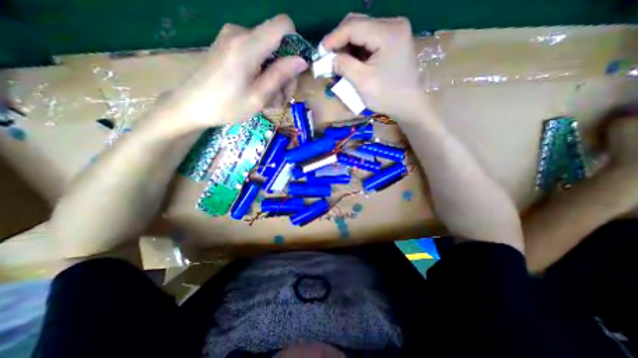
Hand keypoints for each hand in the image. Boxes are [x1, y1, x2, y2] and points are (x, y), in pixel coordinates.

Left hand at [161, 14, 307, 134]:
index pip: (283, 25)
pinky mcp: (228, 44)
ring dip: (274, 74)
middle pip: (277, 43)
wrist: (191, 105)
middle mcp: (239, 33)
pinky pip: (255, 53)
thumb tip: (302, 61)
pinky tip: (259, 89)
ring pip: (267, 51)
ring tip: (269, 98)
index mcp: (247, 45)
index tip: (294, 70)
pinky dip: (262, 71)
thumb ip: (280, 75)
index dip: (295, 44)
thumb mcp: (258, 97)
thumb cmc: (226, 106)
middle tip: (282, 97)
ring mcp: (232, 37)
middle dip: (285, 70)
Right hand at [325, 13, 427, 120]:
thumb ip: (344, 66)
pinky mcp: (393, 41)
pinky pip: (369, 40)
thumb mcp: (362, 82)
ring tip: (339, 62)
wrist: (408, 104)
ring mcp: (395, 32)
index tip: (321, 52)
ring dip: (347, 46)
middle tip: (329, 58)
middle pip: (358, 24)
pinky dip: (357, 50)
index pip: (354, 25)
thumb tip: (330, 58)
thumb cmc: (387, 96)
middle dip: (340, 41)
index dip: (334, 37)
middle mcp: (393, 24)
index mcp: (388, 33)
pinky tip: (351, 62)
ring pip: (362, 32)